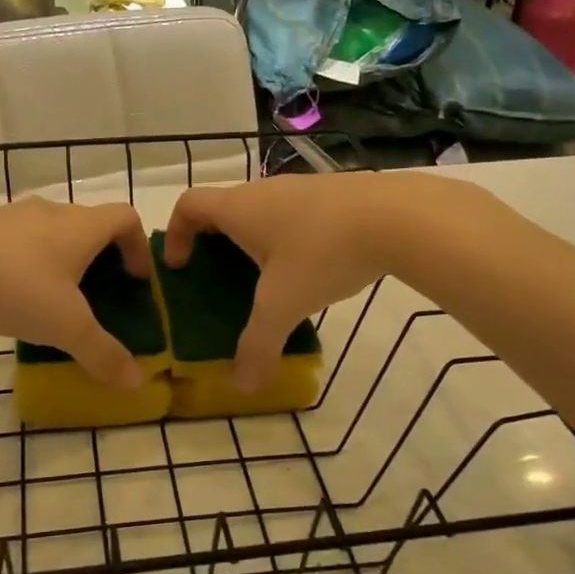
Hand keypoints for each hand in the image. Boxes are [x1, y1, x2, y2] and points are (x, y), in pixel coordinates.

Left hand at [0, 199, 152, 388]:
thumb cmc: (17, 288)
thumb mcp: (66, 328)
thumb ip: (103, 354)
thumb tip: (137, 383)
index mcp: (81, 227)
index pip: (126, 218)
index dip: (138, 246)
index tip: (135, 279)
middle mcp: (52, 211)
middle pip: (89, 224)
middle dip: (100, 256)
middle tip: (97, 294)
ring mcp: (13, 214)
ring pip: (51, 230)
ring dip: (61, 258)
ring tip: (53, 297)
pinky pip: (18, 239)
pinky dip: (27, 260)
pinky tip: (11, 293)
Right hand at [163, 173, 407, 389]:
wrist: (398, 217)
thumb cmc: (323, 253)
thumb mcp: (284, 305)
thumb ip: (258, 345)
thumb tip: (242, 386)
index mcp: (239, 208)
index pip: (189, 204)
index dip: (176, 233)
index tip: (181, 265)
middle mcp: (264, 190)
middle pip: (224, 208)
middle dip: (215, 242)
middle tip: (221, 279)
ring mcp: (302, 187)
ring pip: (263, 210)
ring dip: (255, 239)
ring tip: (270, 280)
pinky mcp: (334, 193)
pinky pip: (295, 213)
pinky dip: (289, 236)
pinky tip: (314, 267)